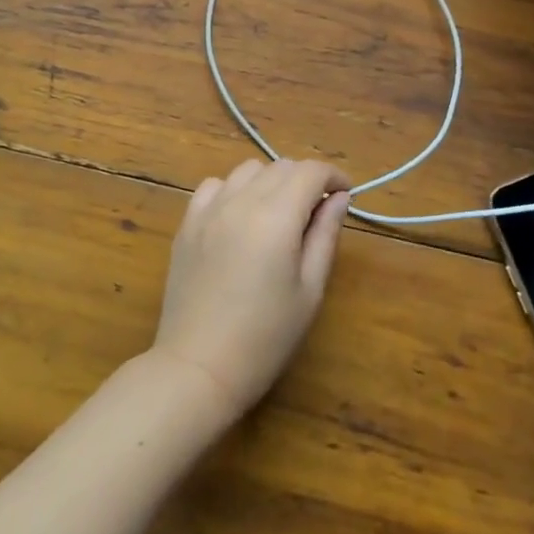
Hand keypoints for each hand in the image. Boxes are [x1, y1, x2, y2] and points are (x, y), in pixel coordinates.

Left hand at [150, 158, 350, 421]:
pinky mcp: (187, 223)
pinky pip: (215, 186)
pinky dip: (234, 190)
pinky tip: (240, 217)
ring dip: (271, 181)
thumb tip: (340, 198)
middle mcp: (240, 201)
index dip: (334, 176)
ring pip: (247, 170)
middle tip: (317, 212)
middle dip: (306, 180)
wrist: (199, 367)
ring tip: (279, 213)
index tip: (346, 194)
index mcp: (275, 217)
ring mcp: (208, 210)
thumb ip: (325, 235)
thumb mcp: (309, 289)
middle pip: (281, 166)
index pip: (310, 172)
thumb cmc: (266, 337)